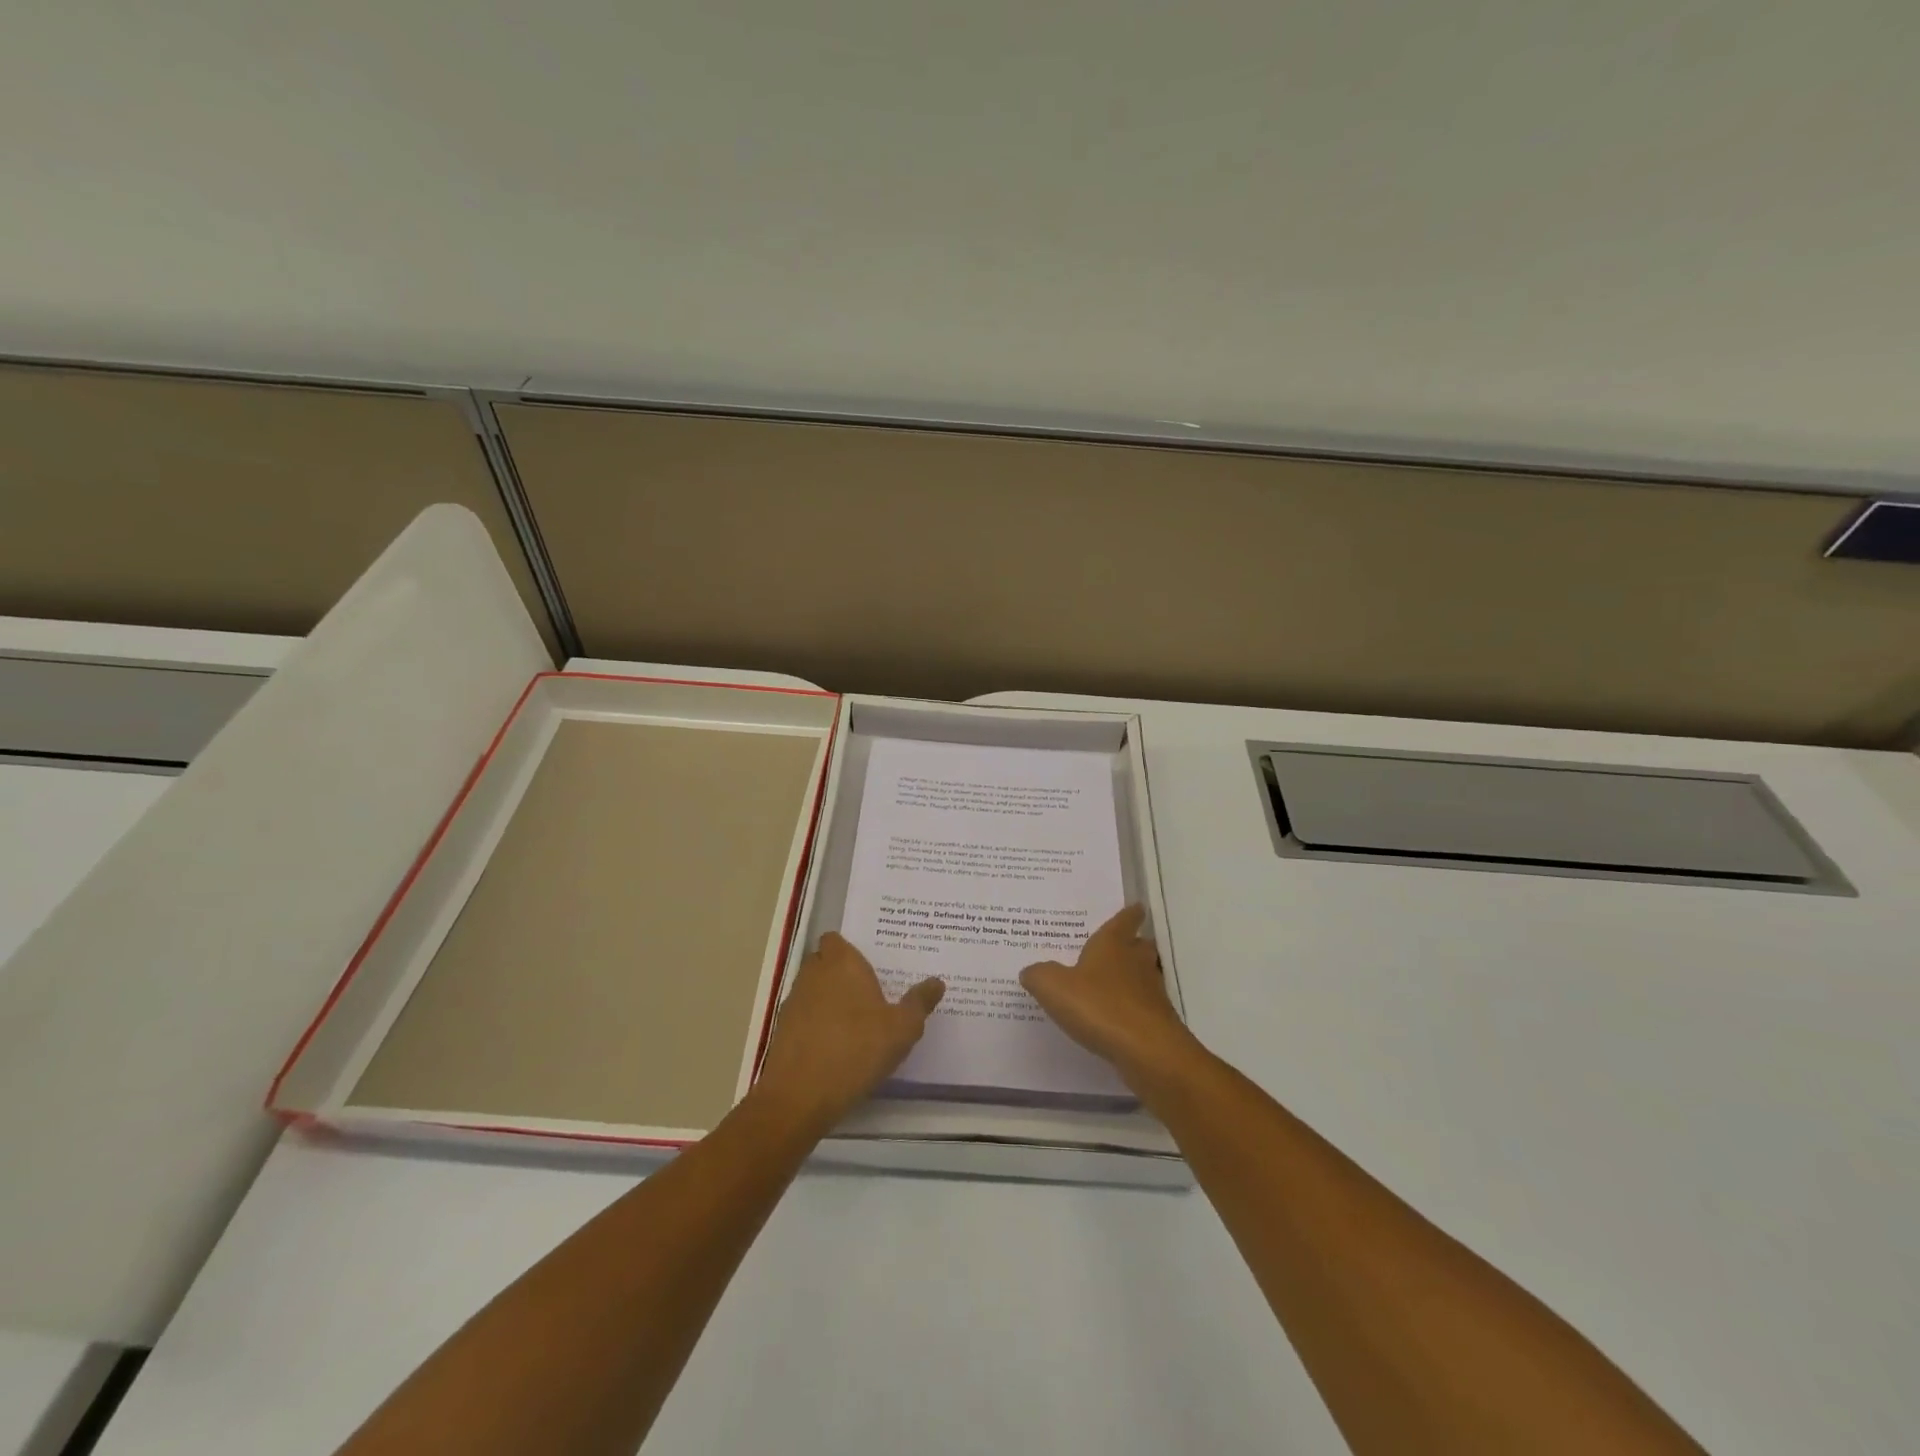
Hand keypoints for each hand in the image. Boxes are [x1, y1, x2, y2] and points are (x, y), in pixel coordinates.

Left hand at [753, 933, 944, 1134]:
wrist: (800, 1095)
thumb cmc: (857, 1049)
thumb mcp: (902, 1029)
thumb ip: (919, 1002)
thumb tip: (937, 982)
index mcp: (842, 963)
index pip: (836, 939)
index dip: (849, 950)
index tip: (870, 965)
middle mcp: (814, 974)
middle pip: (824, 962)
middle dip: (841, 973)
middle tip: (868, 991)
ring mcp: (794, 1002)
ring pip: (813, 989)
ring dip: (828, 999)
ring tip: (855, 1021)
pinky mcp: (782, 1031)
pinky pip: (804, 1016)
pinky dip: (817, 1024)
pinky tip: (836, 1046)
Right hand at [1021, 905, 1198, 1091]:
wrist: (1147, 1051)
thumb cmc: (1099, 1006)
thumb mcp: (1053, 987)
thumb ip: (1039, 975)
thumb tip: (1031, 970)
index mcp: (1113, 945)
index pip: (1124, 921)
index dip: (1129, 914)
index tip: (1136, 907)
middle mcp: (1136, 963)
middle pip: (1139, 946)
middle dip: (1132, 944)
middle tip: (1118, 945)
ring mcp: (1151, 993)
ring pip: (1144, 976)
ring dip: (1132, 976)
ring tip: (1111, 983)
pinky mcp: (1157, 1022)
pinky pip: (1142, 1006)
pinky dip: (1131, 1007)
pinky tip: (1114, 1018)